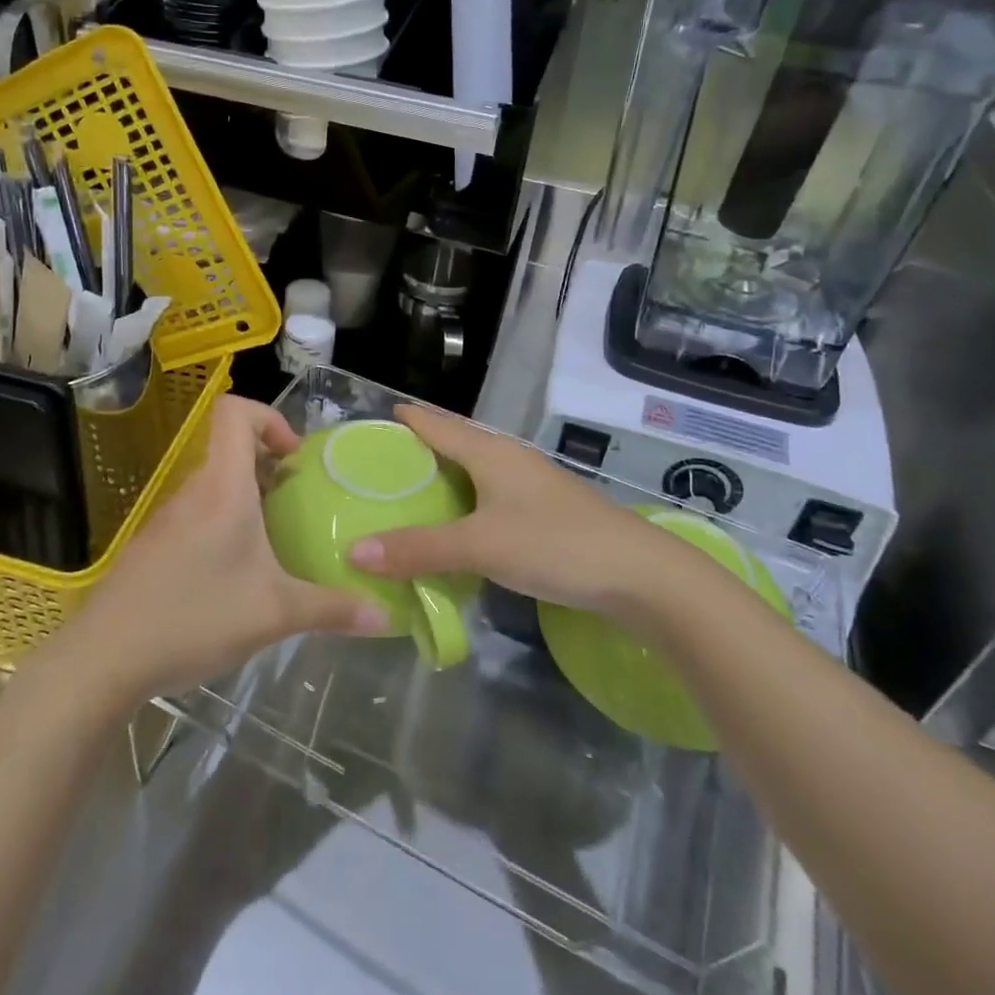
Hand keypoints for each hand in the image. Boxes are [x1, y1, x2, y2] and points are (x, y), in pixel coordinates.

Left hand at [58, 396, 386, 705]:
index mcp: (223, 488)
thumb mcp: (275, 614)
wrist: (103, 659)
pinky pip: (198, 514)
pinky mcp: (154, 546)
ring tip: (275, 541)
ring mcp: (169, 518)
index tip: (293, 459)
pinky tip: (236, 574)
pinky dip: (224, 525)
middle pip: (230, 448)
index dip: (268, 417)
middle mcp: (194, 492)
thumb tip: (387, 617)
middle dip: (270, 465)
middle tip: (298, 503)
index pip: (234, 411)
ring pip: (215, 485)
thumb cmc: (194, 617)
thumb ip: (333, 610)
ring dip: (248, 498)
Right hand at [348, 405, 659, 614]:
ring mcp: (532, 486)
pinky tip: (457, 528)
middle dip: (419, 450)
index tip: (371, 421)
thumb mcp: (480, 546)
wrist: (640, 575)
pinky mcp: (546, 513)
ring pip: (475, 473)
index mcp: (490, 453)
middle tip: (377, 467)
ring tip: (408, 497)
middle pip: (455, 445)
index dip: (406, 419)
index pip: (437, 425)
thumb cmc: (555, 544)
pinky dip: (465, 506)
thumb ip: (419, 548)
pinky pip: (491, 499)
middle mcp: (509, 460)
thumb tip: (354, 552)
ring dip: (443, 480)